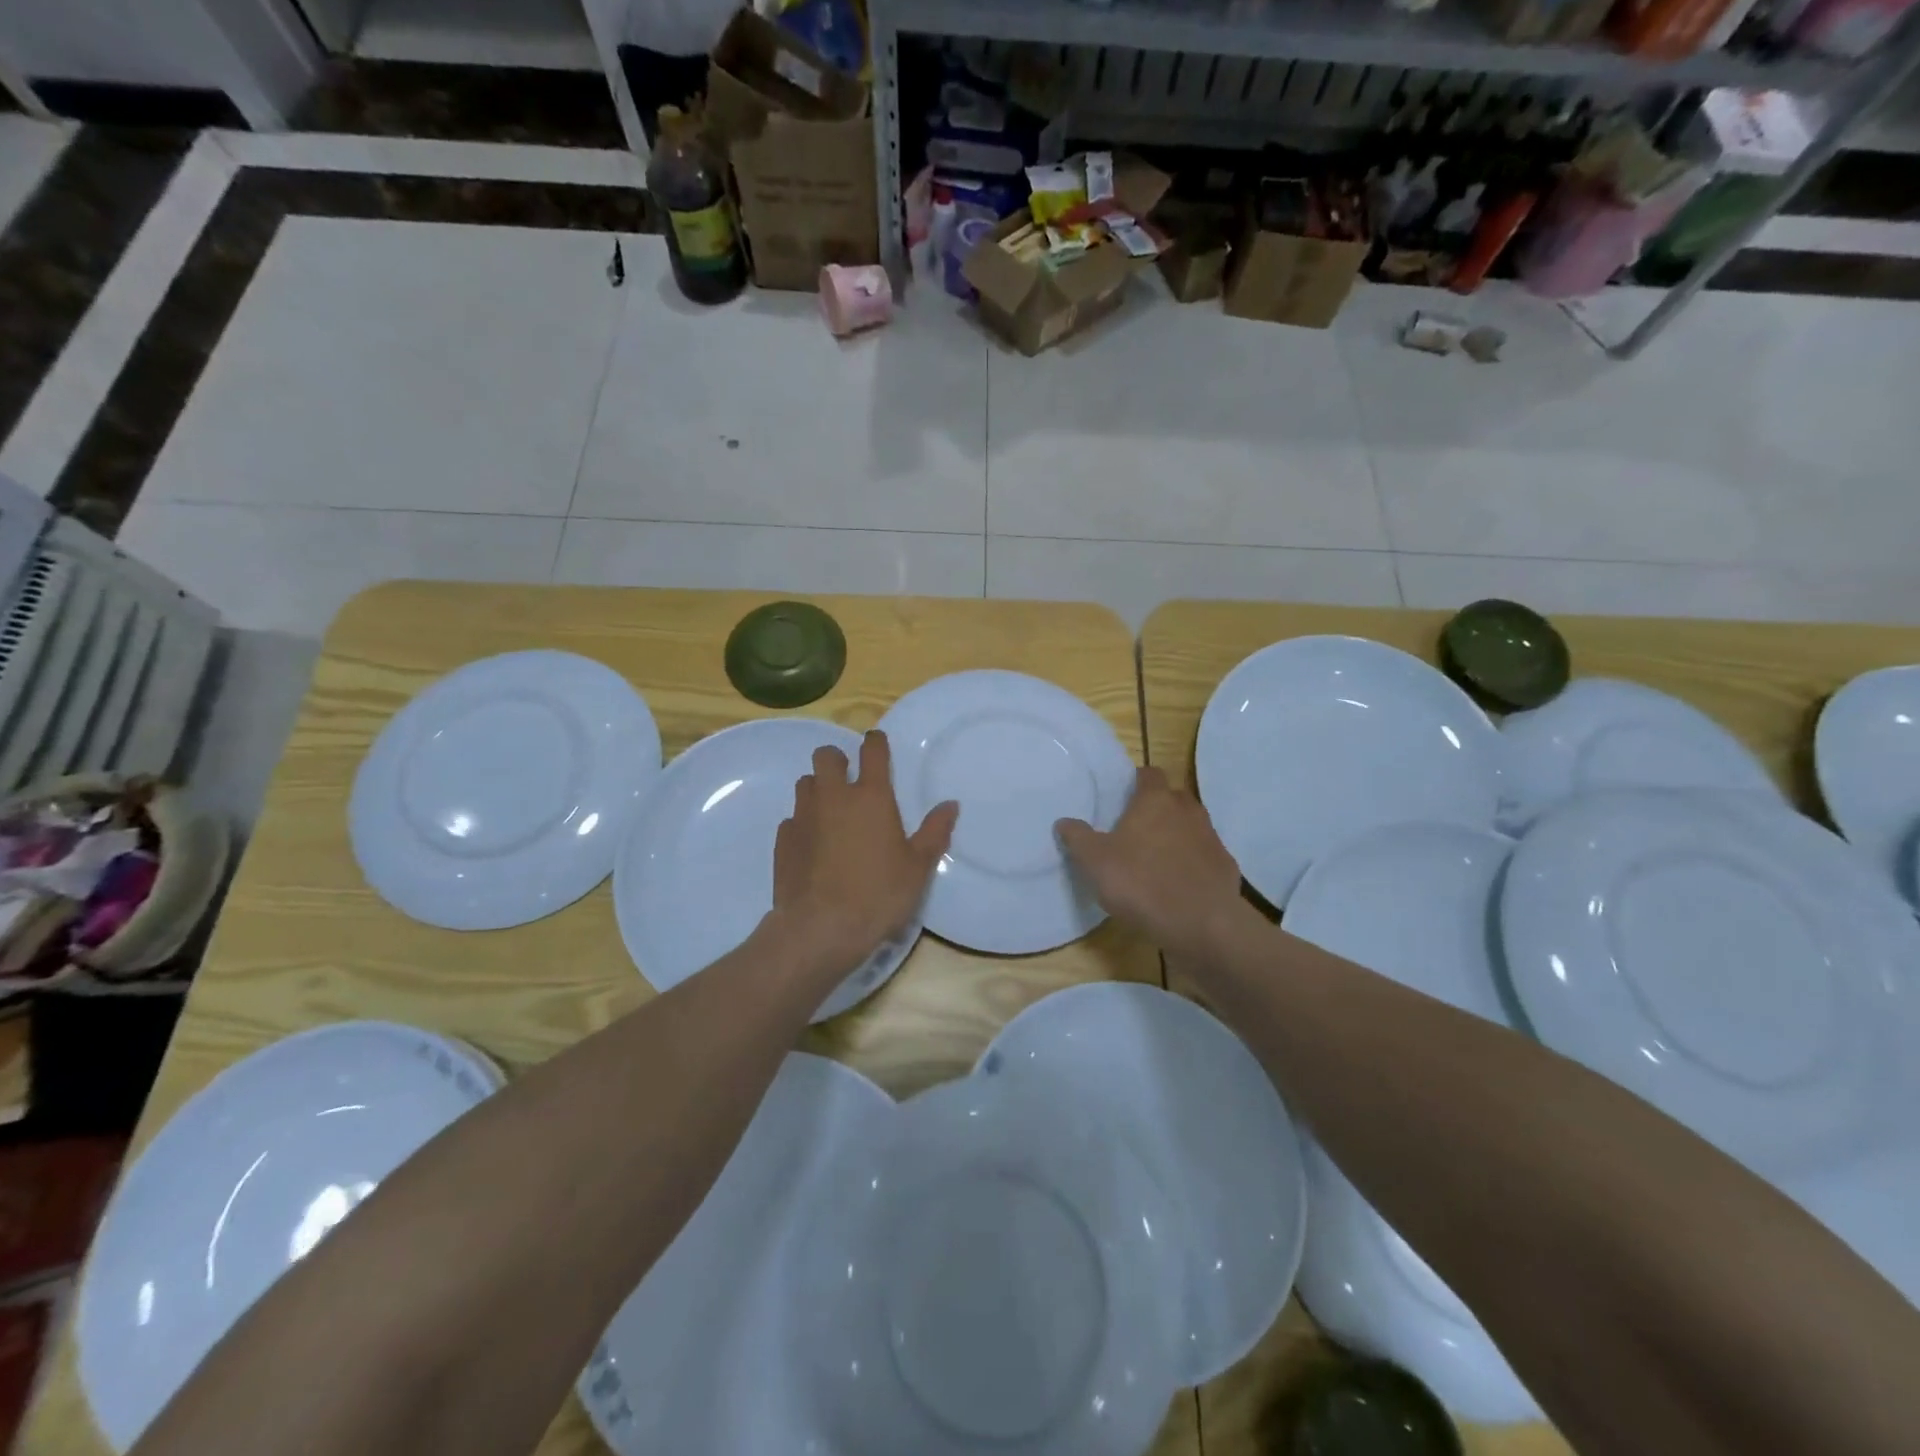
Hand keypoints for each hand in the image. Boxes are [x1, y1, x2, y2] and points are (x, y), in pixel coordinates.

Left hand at [772, 731, 957, 980]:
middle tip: (849, 780)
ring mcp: (803, 816)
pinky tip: (813, 846)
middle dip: (837, 760)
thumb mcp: (918, 867)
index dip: (875, 743)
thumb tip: (950, 805)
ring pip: (805, 783)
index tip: (878, 746)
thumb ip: (935, 832)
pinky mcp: (783, 840)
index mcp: (871, 796)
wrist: (820, 928)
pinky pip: (792, 818)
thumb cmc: (878, 894)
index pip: (872, 750)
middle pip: (826, 756)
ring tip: (831, 813)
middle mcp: (834, 797)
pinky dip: (804, 824)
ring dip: (818, 789)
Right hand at [1056, 767, 1244, 958]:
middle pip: (1173, 798)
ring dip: (1177, 835)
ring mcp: (1211, 838)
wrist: (1201, 923)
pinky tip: (1179, 884)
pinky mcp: (1225, 866)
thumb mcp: (1094, 861)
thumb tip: (1064, 821)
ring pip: (1192, 826)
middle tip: (1136, 828)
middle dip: (1158, 807)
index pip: (1149, 774)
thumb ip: (1077, 838)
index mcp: (1155, 801)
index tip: (1123, 796)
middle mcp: (1187, 811)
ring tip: (1156, 858)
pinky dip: (1193, 863)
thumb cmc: (1141, 882)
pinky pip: (1205, 856)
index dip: (1136, 781)